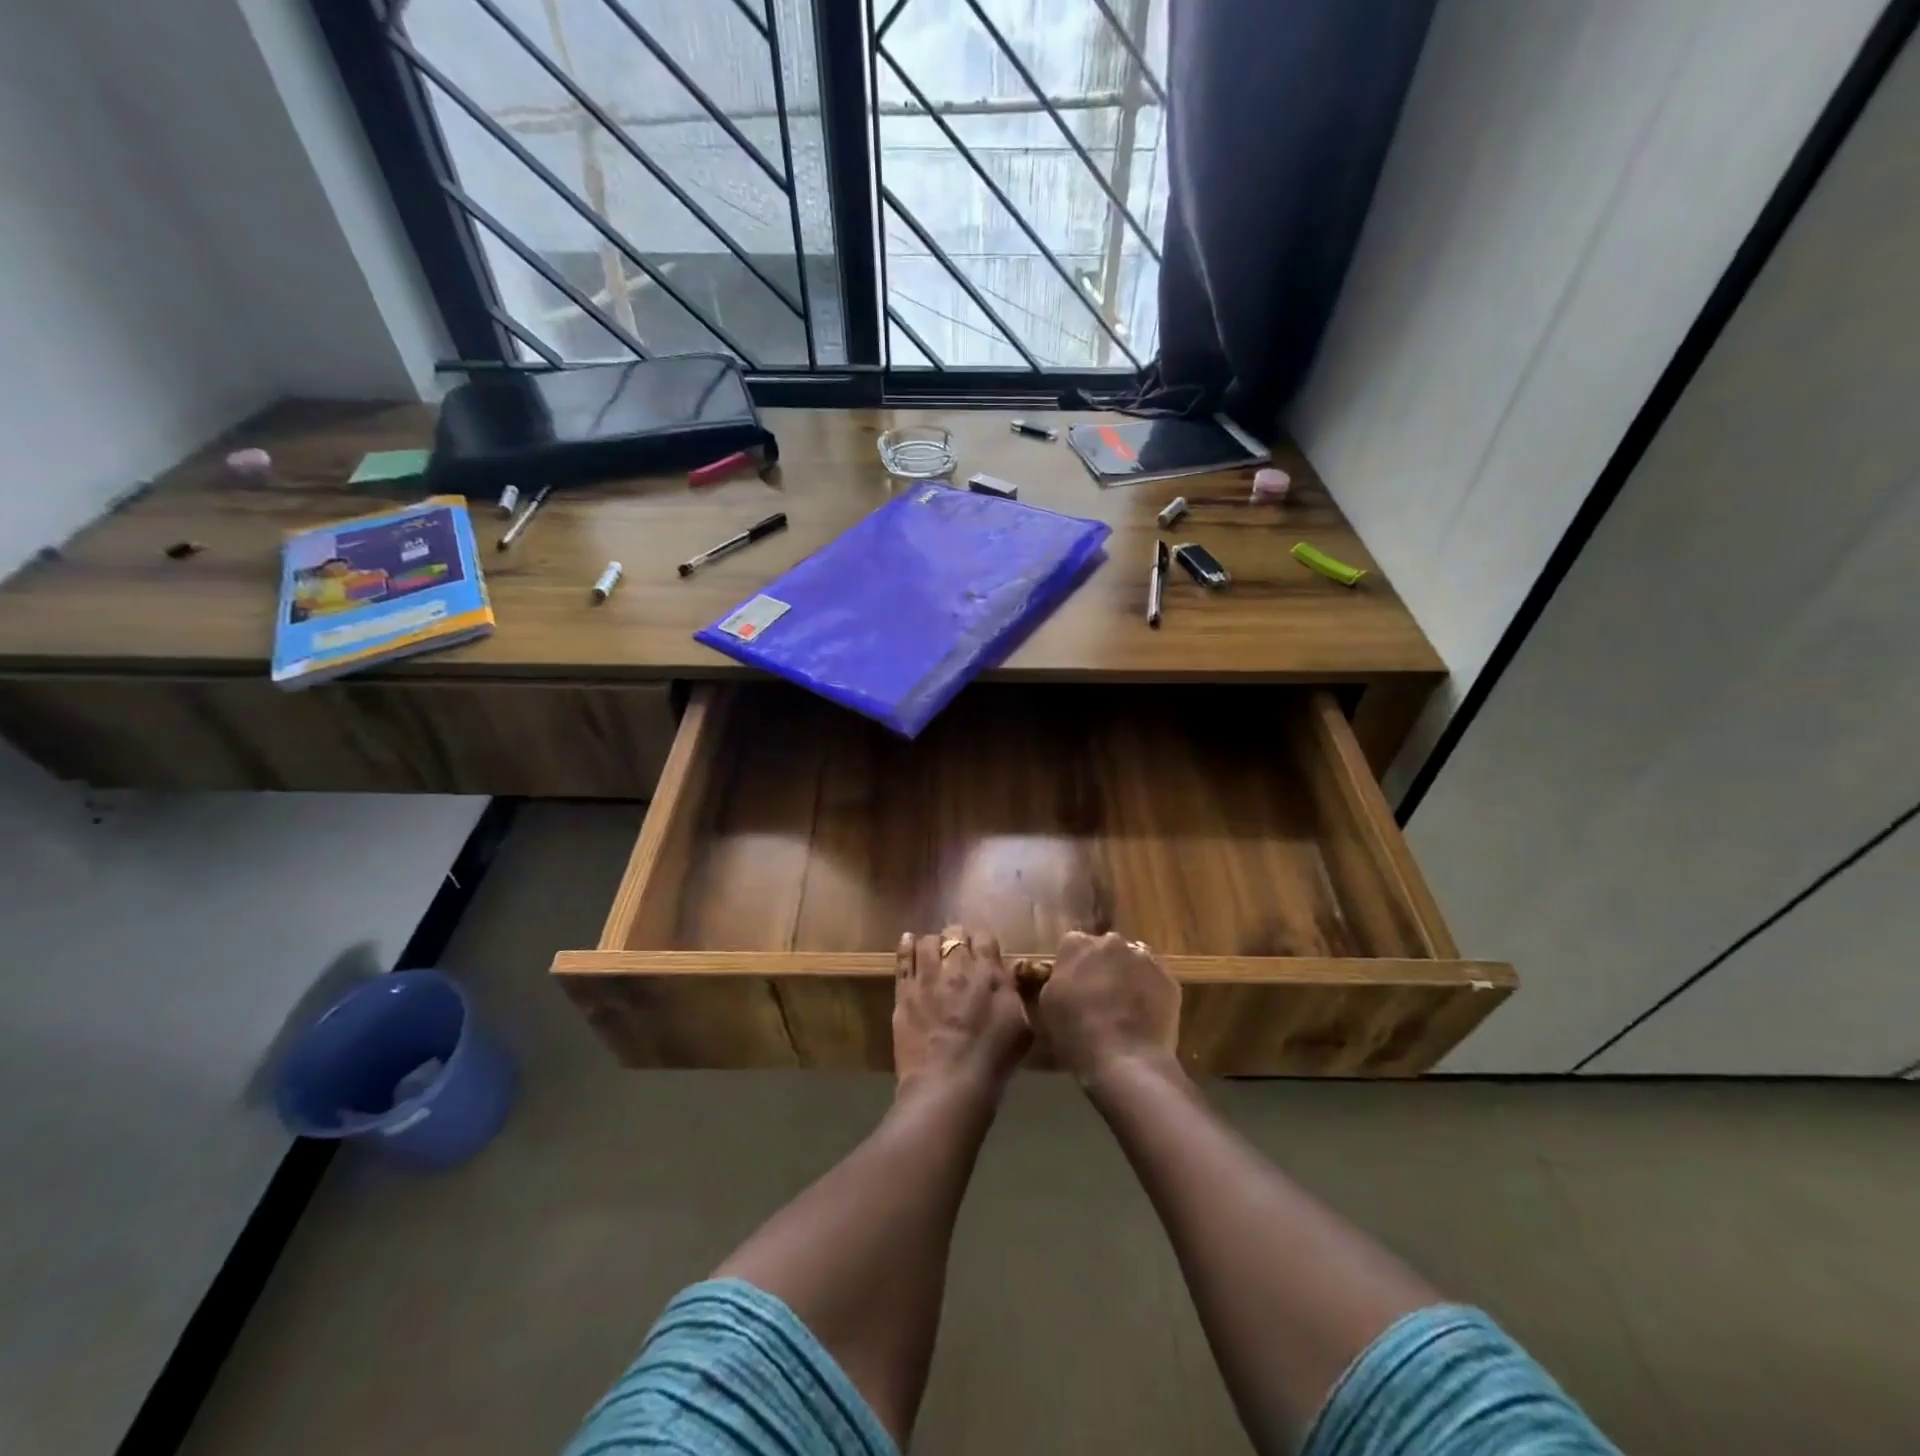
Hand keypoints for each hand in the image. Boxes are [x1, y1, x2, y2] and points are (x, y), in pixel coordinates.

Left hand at [893, 926, 1032, 1092]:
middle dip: (957, 940)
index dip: (982, 941)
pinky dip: (906, 946)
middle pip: (955, 935)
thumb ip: (1016, 994)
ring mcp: (927, 977)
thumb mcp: (1022, 1027)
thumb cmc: (992, 1060)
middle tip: (959, 952)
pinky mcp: (904, 991)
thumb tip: (1012, 975)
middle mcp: (957, 966)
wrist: (948, 1083)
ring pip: (928, 941)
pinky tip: (908, 941)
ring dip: (933, 944)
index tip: (982, 949)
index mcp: (989, 972)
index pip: (984, 936)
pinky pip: (903, 958)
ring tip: (934, 952)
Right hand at [1038, 931, 1181, 1085]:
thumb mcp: (1047, 1005)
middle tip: (1100, 997)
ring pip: (1133, 962)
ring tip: (1125, 1009)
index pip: (1072, 945)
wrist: (1126, 1061)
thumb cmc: (1076, 1034)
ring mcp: (1144, 959)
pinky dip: (1150, 993)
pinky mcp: (1169, 979)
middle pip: (1105, 949)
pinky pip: (1155, 981)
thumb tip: (1066, 977)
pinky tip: (1144, 1018)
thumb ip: (1057, 980)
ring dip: (1128, 977)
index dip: (1073, 966)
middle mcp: (1111, 942)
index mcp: (1076, 944)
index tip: (1073, 987)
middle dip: (1103, 967)